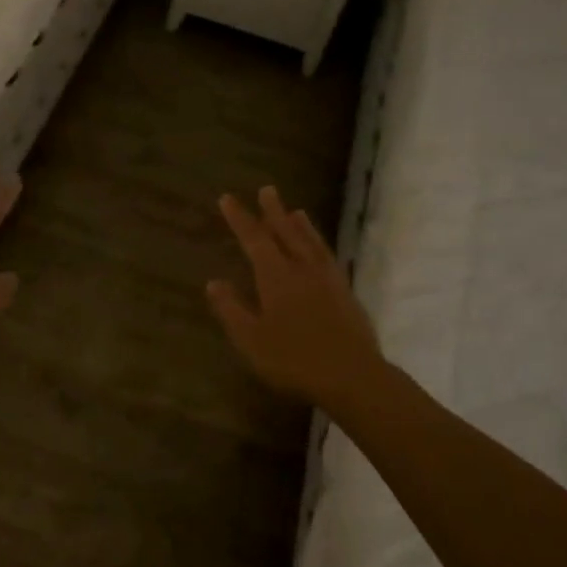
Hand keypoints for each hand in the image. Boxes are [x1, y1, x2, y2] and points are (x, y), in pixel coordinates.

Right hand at [206, 186, 383, 407]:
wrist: (352, 375)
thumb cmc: (293, 359)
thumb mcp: (251, 339)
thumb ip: (231, 309)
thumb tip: (214, 282)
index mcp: (276, 277)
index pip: (254, 240)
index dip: (240, 219)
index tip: (228, 199)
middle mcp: (303, 269)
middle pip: (286, 233)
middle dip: (273, 211)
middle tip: (267, 190)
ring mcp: (328, 279)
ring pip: (312, 243)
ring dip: (301, 225)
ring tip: (296, 211)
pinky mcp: (346, 293)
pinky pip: (329, 257)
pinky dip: (320, 245)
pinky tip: (320, 250)